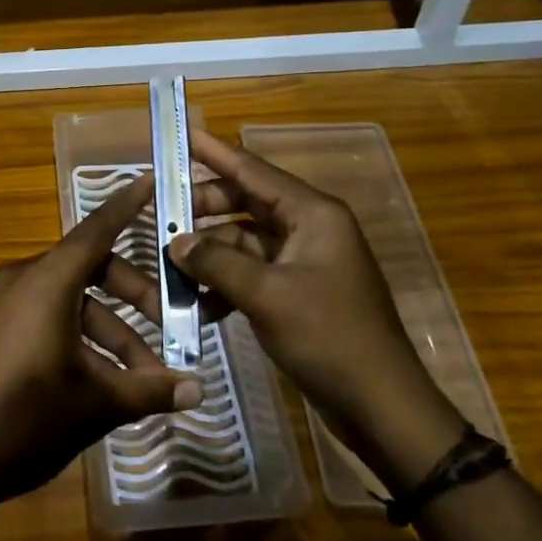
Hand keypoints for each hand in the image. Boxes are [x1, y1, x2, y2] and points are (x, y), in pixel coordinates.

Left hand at [0, 175, 203, 520]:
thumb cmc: (22, 420)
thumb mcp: (93, 405)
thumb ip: (148, 391)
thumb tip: (199, 390)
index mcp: (46, 281)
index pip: (97, 230)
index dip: (127, 205)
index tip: (150, 180)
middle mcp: (22, 280)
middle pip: (91, 270)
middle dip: (134, 298)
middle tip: (170, 331)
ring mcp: (0, 304)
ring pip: (69, 301)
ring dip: (109, 332)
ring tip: (139, 381)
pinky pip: (44, 317)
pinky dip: (77, 338)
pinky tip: (98, 383)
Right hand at [168, 129, 464, 490]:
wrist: (381, 407)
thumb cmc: (329, 337)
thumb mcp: (266, 296)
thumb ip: (216, 263)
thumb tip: (176, 243)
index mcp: (313, 214)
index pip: (254, 171)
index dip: (215, 152)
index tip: (181, 133)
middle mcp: (310, 228)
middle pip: (245, 204)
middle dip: (203, 209)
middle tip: (160, 214)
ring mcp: (305, 262)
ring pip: (245, 241)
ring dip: (210, 252)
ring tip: (170, 263)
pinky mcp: (299, 292)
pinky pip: (253, 273)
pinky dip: (226, 282)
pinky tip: (197, 303)